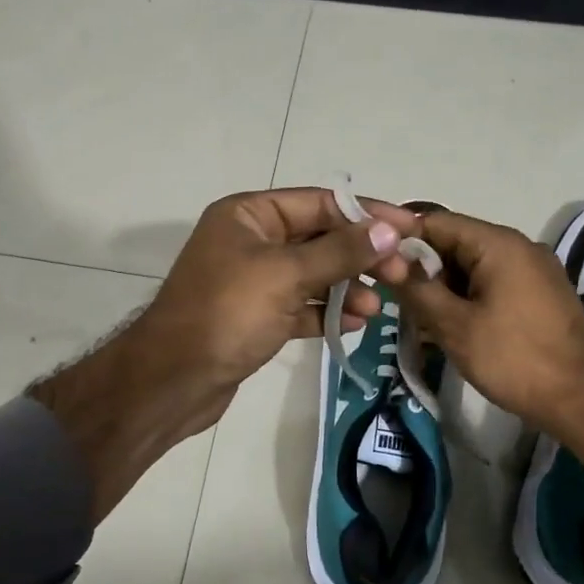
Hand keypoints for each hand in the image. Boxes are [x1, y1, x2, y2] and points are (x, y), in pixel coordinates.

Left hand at [137, 187, 419, 395]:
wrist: (174, 380)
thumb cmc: (228, 313)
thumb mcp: (286, 275)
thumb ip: (340, 252)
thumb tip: (388, 230)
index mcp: (249, 215)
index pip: (319, 202)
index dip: (366, 213)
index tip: (410, 228)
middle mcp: (250, 241)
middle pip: (319, 238)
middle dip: (360, 255)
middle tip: (401, 273)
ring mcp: (252, 280)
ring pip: (312, 274)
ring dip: (346, 287)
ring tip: (377, 307)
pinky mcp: (256, 316)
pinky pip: (300, 305)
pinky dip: (325, 312)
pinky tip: (355, 324)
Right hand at [395, 210, 583, 438]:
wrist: (583, 401)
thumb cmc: (514, 359)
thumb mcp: (454, 325)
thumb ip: (417, 289)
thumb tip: (386, 261)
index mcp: (499, 244)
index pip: (436, 221)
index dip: (401, 238)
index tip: (374, 262)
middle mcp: (519, 246)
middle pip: (455, 242)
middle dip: (422, 268)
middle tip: (394, 298)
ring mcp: (534, 270)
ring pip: (473, 266)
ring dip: (444, 287)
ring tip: (419, 318)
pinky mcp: (540, 294)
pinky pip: (493, 283)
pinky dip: (467, 297)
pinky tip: (450, 326)